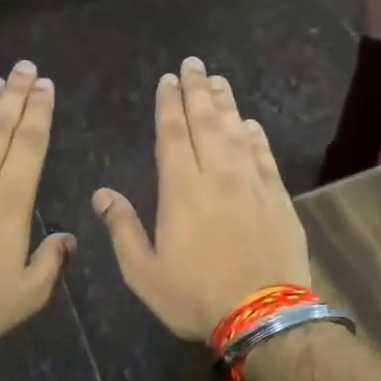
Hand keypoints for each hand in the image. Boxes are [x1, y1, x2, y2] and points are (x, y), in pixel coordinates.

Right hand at [92, 56, 310, 341]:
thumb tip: (102, 193)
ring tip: (217, 81)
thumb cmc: (196, 297)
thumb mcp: (144, 272)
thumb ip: (122, 229)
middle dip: (197, 90)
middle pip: (206, 122)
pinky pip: (264, 156)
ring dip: (225, 104)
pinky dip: (255, 136)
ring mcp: (252, 184)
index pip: (173, 134)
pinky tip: (250, 124)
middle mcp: (218, 175)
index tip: (168, 80)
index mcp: (182, 189)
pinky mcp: (278, 198)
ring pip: (237, 132)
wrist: (265, 317)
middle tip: (193, 64)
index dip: (169, 104)